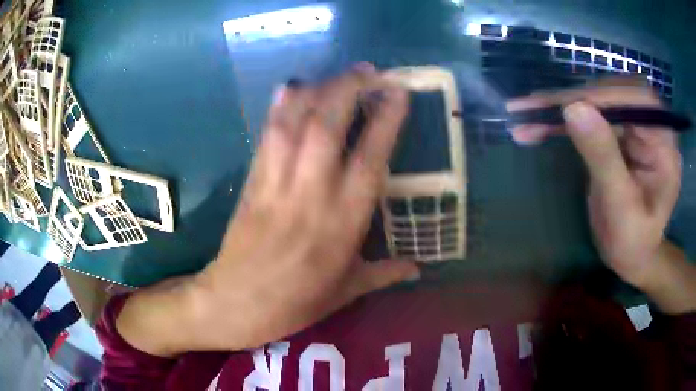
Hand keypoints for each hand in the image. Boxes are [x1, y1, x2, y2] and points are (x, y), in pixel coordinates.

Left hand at [190, 64, 417, 349]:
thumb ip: (384, 274)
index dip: (385, 120)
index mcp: (342, 224)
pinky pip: (267, 136)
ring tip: (338, 75)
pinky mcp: (252, 181)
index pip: (370, 159)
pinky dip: (279, 107)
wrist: (234, 303)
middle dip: (349, 89)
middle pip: (329, 126)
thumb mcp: (345, 293)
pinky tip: (291, 87)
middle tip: (368, 71)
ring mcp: (276, 183)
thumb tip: (418, 269)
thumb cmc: (294, 303)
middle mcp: (311, 194)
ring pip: (296, 123)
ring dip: (318, 90)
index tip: (398, 93)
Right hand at [507, 80, 681, 289]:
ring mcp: (633, 127)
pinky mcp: (617, 132)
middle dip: (572, 98)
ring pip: (596, 101)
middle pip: (612, 93)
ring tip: (525, 114)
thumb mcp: (620, 209)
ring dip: (560, 107)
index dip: (602, 97)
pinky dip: (561, 119)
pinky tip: (537, 125)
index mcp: (665, 144)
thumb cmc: (633, 243)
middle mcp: (651, 125)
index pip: (637, 100)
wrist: (633, 256)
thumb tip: (573, 108)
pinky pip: (589, 116)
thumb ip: (604, 158)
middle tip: (532, 107)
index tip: (564, 106)